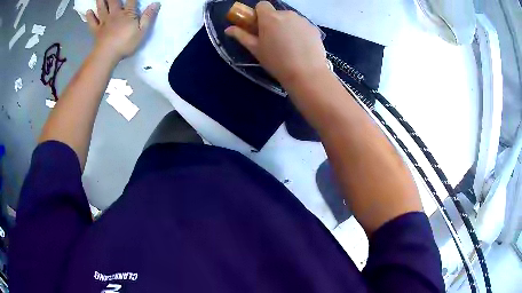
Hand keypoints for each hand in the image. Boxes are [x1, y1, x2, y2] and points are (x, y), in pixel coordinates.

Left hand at [86, 0, 160, 61]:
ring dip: (101, 1)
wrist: (107, 55)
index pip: (132, 0)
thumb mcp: (142, 31)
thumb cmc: (125, 44)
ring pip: (102, 8)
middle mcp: (115, 14)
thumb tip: (156, 3)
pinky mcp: (96, 30)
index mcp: (127, 14)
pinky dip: (90, 16)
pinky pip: (92, 22)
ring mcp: (104, 22)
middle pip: (114, 1)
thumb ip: (148, 17)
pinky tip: (88, 11)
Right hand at [225, 1, 327, 86]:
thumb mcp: (255, 50)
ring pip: (291, 19)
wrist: (306, 74)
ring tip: (289, 46)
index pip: (262, 5)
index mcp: (270, 17)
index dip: (259, 14)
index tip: (260, 27)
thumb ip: (241, 36)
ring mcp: (303, 20)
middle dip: (274, 22)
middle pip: (277, 13)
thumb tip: (228, 29)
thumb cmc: (276, 62)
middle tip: (274, 40)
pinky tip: (301, 48)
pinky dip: (300, 33)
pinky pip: (302, 26)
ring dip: (287, 27)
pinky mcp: (314, 28)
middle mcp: (287, 14)